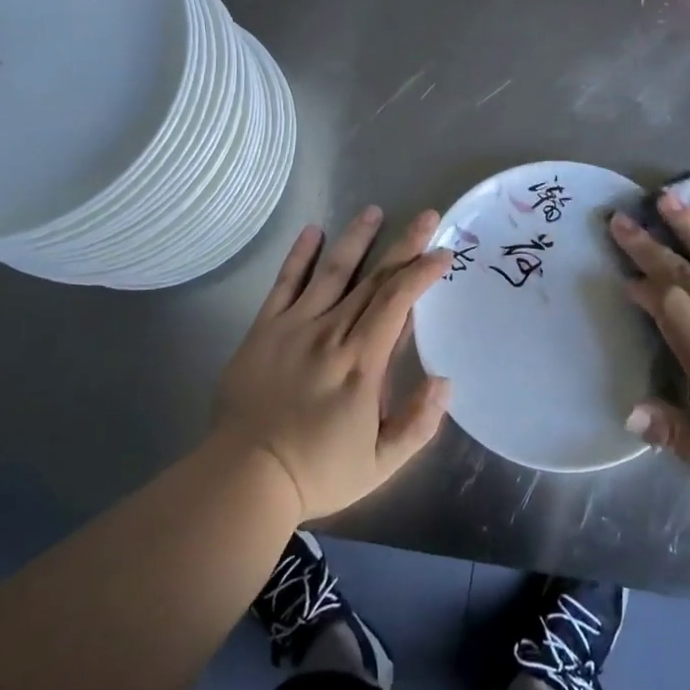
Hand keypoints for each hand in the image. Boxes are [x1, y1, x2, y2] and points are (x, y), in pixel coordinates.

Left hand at [212, 206, 452, 521]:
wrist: (244, 478)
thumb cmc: (317, 472)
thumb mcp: (381, 465)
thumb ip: (418, 423)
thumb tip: (445, 381)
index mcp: (362, 362)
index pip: (397, 302)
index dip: (422, 273)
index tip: (443, 252)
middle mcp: (331, 333)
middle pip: (373, 279)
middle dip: (404, 245)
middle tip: (427, 215)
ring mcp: (294, 326)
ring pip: (332, 272)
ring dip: (356, 239)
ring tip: (374, 211)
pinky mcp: (264, 329)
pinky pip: (284, 283)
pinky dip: (299, 256)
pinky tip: (312, 231)